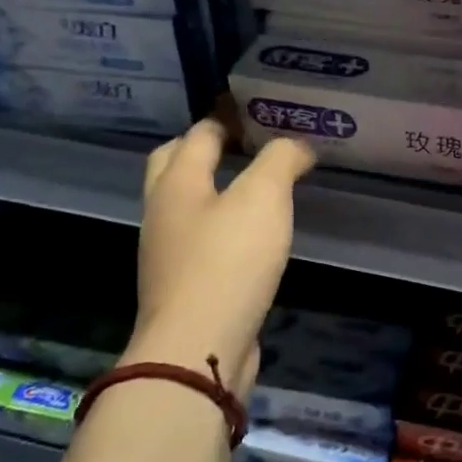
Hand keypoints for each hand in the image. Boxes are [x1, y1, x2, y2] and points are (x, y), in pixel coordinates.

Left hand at [126, 120, 316, 398]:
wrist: (198, 348)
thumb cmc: (228, 262)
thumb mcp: (264, 197)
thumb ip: (281, 160)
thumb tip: (297, 146)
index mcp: (177, 183)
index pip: (199, 134)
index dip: (228, 118)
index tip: (261, 113)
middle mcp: (164, 213)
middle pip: (176, 166)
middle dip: (205, 148)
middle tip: (248, 143)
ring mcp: (169, 253)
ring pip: (189, 206)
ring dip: (216, 190)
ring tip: (259, 187)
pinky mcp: (186, 286)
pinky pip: (203, 241)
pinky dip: (224, 227)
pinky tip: (254, 237)